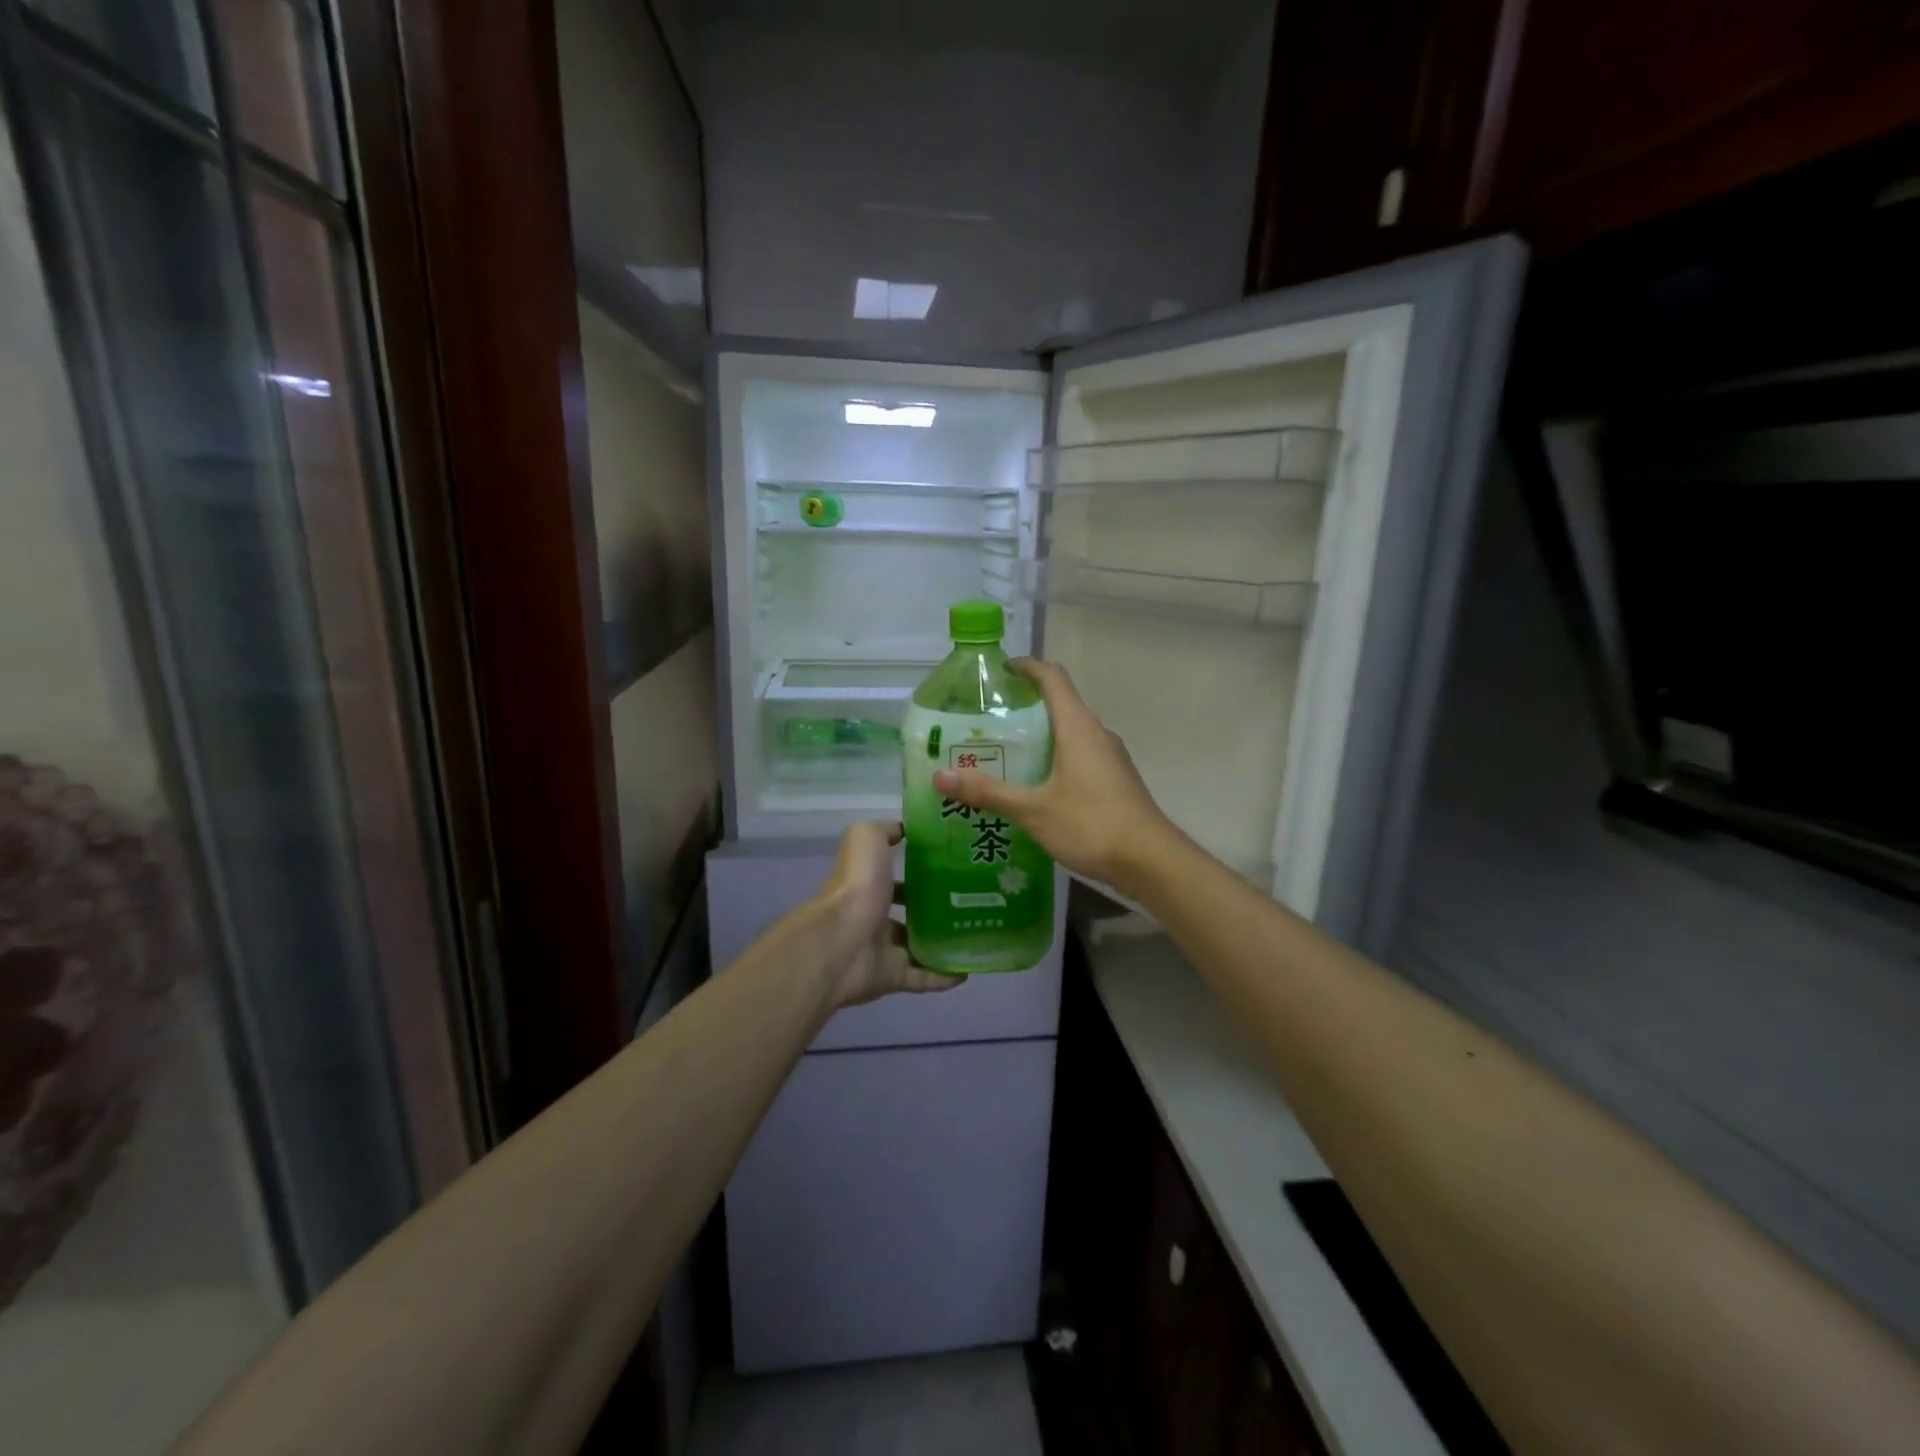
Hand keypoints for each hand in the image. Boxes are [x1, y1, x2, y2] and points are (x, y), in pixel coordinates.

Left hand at [817, 821, 960, 1006]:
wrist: (842, 942)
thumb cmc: (857, 886)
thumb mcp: (867, 838)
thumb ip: (884, 831)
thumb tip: (904, 829)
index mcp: (867, 883)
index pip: (893, 875)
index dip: (918, 869)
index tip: (953, 864)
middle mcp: (873, 916)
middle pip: (908, 912)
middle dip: (936, 907)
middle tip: (974, 901)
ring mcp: (882, 949)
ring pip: (918, 945)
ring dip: (943, 942)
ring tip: (978, 934)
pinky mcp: (892, 977)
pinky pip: (923, 977)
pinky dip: (945, 976)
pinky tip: (969, 969)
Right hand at [933, 658, 1180, 900]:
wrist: (1151, 861)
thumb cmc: (1092, 824)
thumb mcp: (1033, 810)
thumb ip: (988, 792)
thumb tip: (940, 777)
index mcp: (1079, 728)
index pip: (1053, 678)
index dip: (1027, 667)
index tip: (1000, 670)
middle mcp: (1097, 734)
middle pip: (1060, 704)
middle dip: (1024, 706)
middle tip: (987, 721)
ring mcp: (1110, 758)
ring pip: (1070, 733)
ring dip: (1040, 736)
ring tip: (1004, 754)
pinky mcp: (1115, 780)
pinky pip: (1080, 756)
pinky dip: (1055, 758)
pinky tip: (1035, 786)